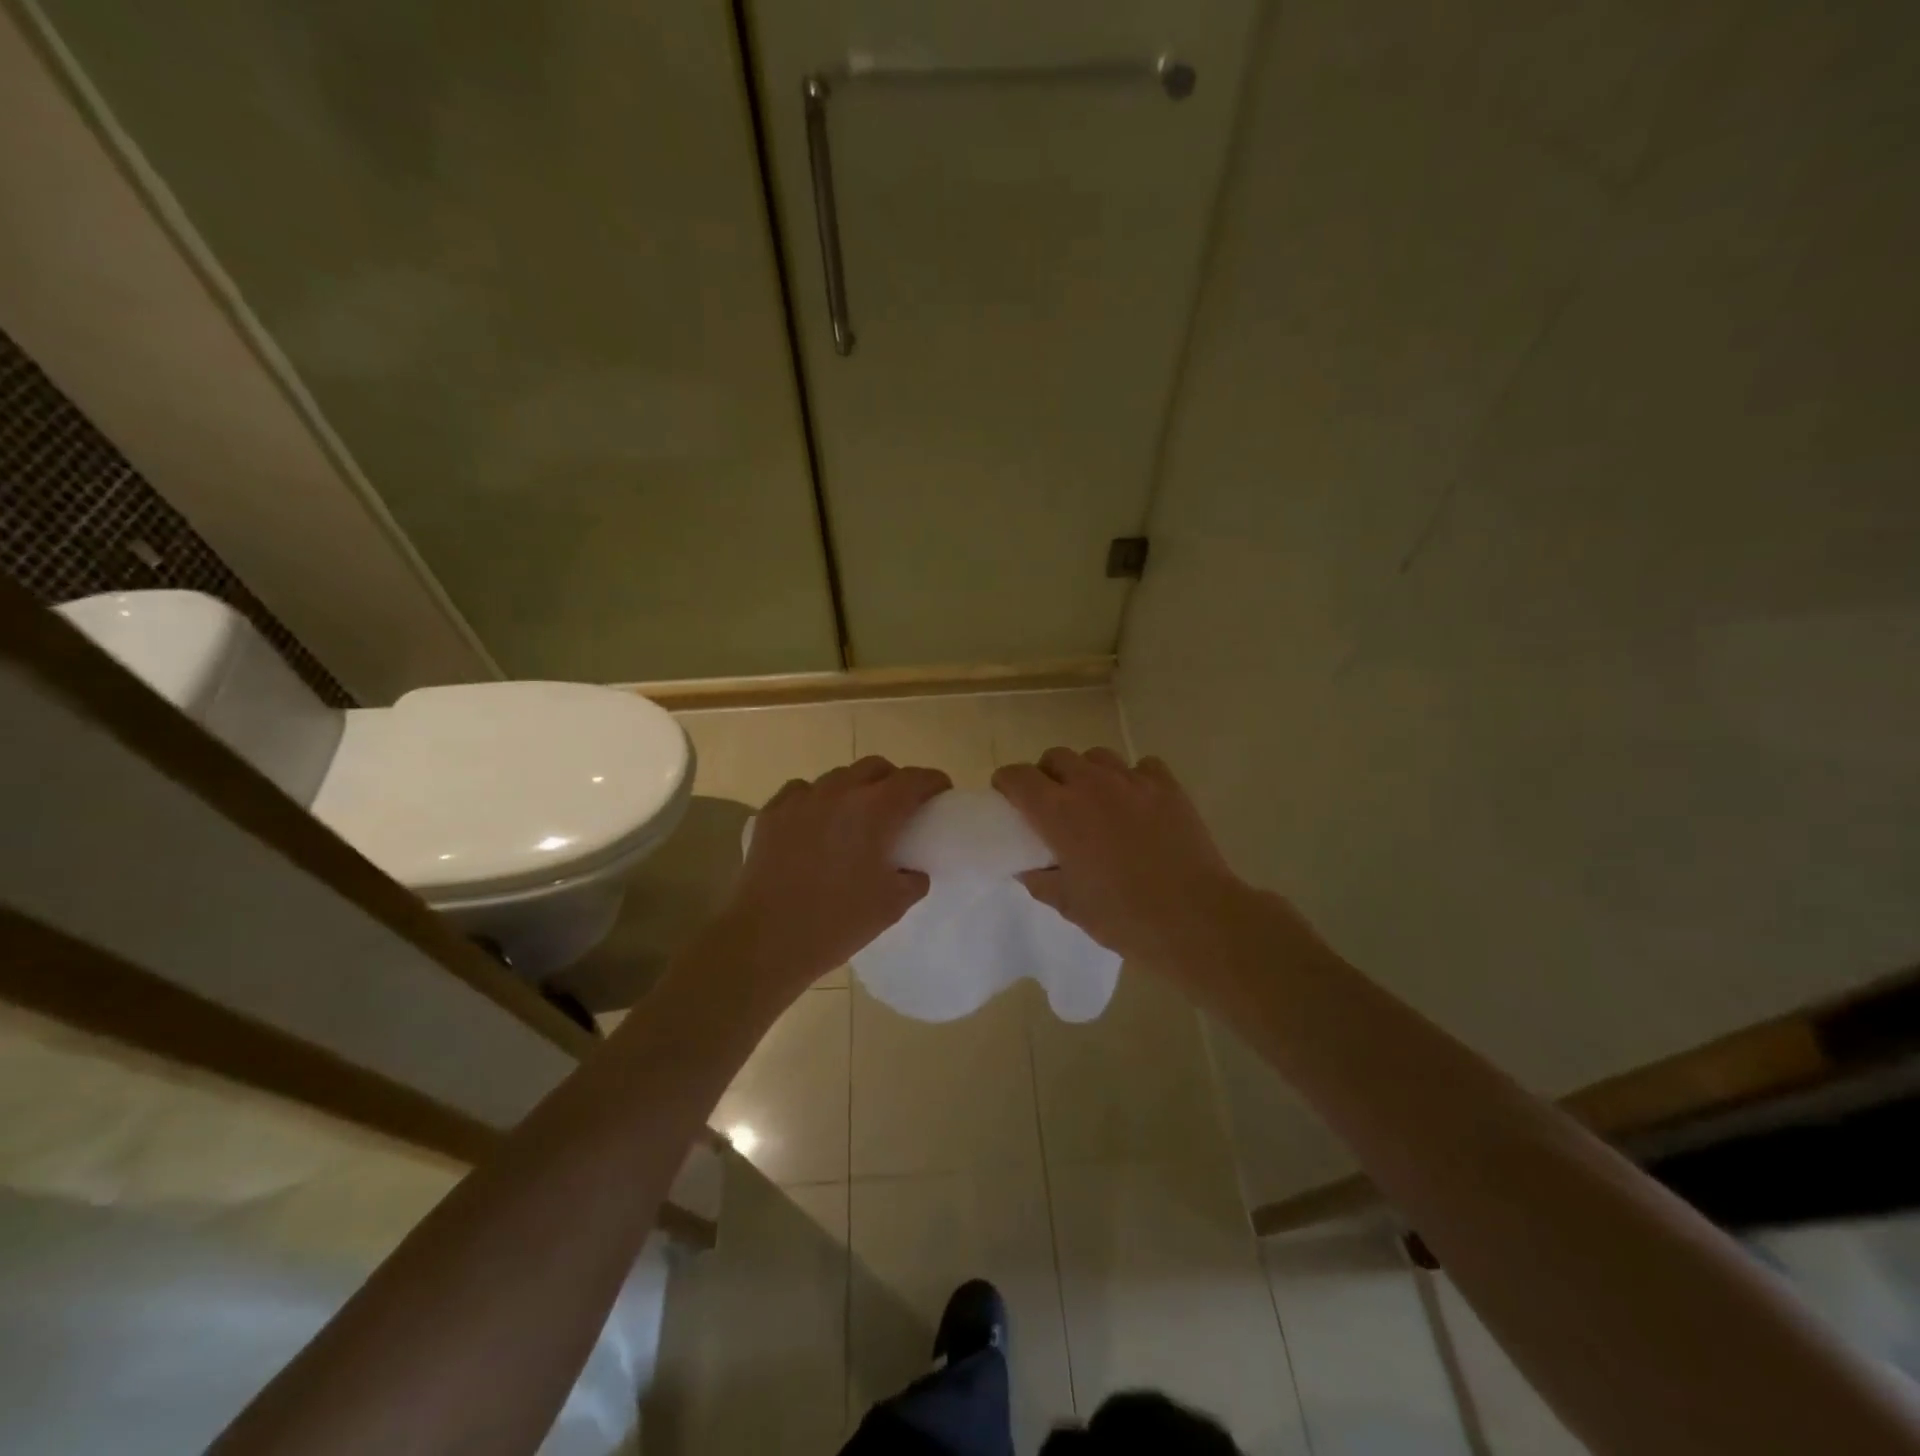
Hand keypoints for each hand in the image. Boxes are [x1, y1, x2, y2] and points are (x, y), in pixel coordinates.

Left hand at [720, 756, 950, 995]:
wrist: (766, 940)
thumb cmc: (837, 923)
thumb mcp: (892, 906)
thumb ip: (912, 880)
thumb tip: (912, 871)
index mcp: (876, 810)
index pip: (914, 779)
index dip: (933, 782)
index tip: (941, 792)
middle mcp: (840, 792)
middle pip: (875, 767)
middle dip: (894, 780)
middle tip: (900, 805)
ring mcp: (802, 799)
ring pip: (837, 777)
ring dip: (855, 788)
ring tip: (857, 815)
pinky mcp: (772, 813)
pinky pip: (802, 791)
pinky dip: (817, 799)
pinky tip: (816, 821)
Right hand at [992, 749, 1256, 977]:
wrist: (1193, 918)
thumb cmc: (1122, 916)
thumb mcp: (1069, 905)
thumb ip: (1040, 880)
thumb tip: (1028, 868)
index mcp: (1058, 812)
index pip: (1018, 777)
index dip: (1006, 783)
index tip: (1007, 798)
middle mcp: (1091, 785)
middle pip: (1056, 757)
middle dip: (1046, 774)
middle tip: (1052, 804)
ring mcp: (1132, 781)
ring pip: (1096, 756)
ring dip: (1087, 773)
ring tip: (1095, 800)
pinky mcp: (1167, 786)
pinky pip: (1141, 766)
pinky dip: (1132, 778)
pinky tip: (1136, 802)